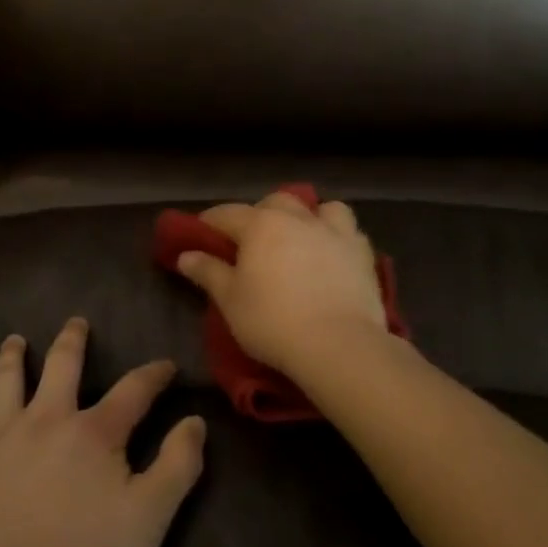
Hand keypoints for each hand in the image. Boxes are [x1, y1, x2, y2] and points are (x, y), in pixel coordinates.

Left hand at [0, 319, 206, 546]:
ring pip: (4, 383)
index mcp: (93, 433)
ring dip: (11, 359)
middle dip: (72, 342)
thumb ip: (177, 467)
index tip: (165, 365)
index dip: (153, 375)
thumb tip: (195, 420)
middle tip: (75, 322)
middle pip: (62, 366)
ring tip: (14, 342)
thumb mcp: (148, 521)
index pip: (133, 391)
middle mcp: (45, 420)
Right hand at [173, 192, 388, 381]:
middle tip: (252, 241)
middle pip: (274, 202)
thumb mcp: (230, 301)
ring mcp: (334, 231)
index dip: (210, 222)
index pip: (227, 213)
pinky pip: (348, 231)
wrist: (339, 344)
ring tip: (301, 238)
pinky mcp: (362, 252)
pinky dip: (337, 236)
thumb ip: (208, 272)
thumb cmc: (273, 322)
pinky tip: (332, 254)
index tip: (200, 234)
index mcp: (260, 225)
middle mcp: (297, 217)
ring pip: (320, 208)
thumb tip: (186, 255)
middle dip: (260, 214)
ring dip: (307, 216)